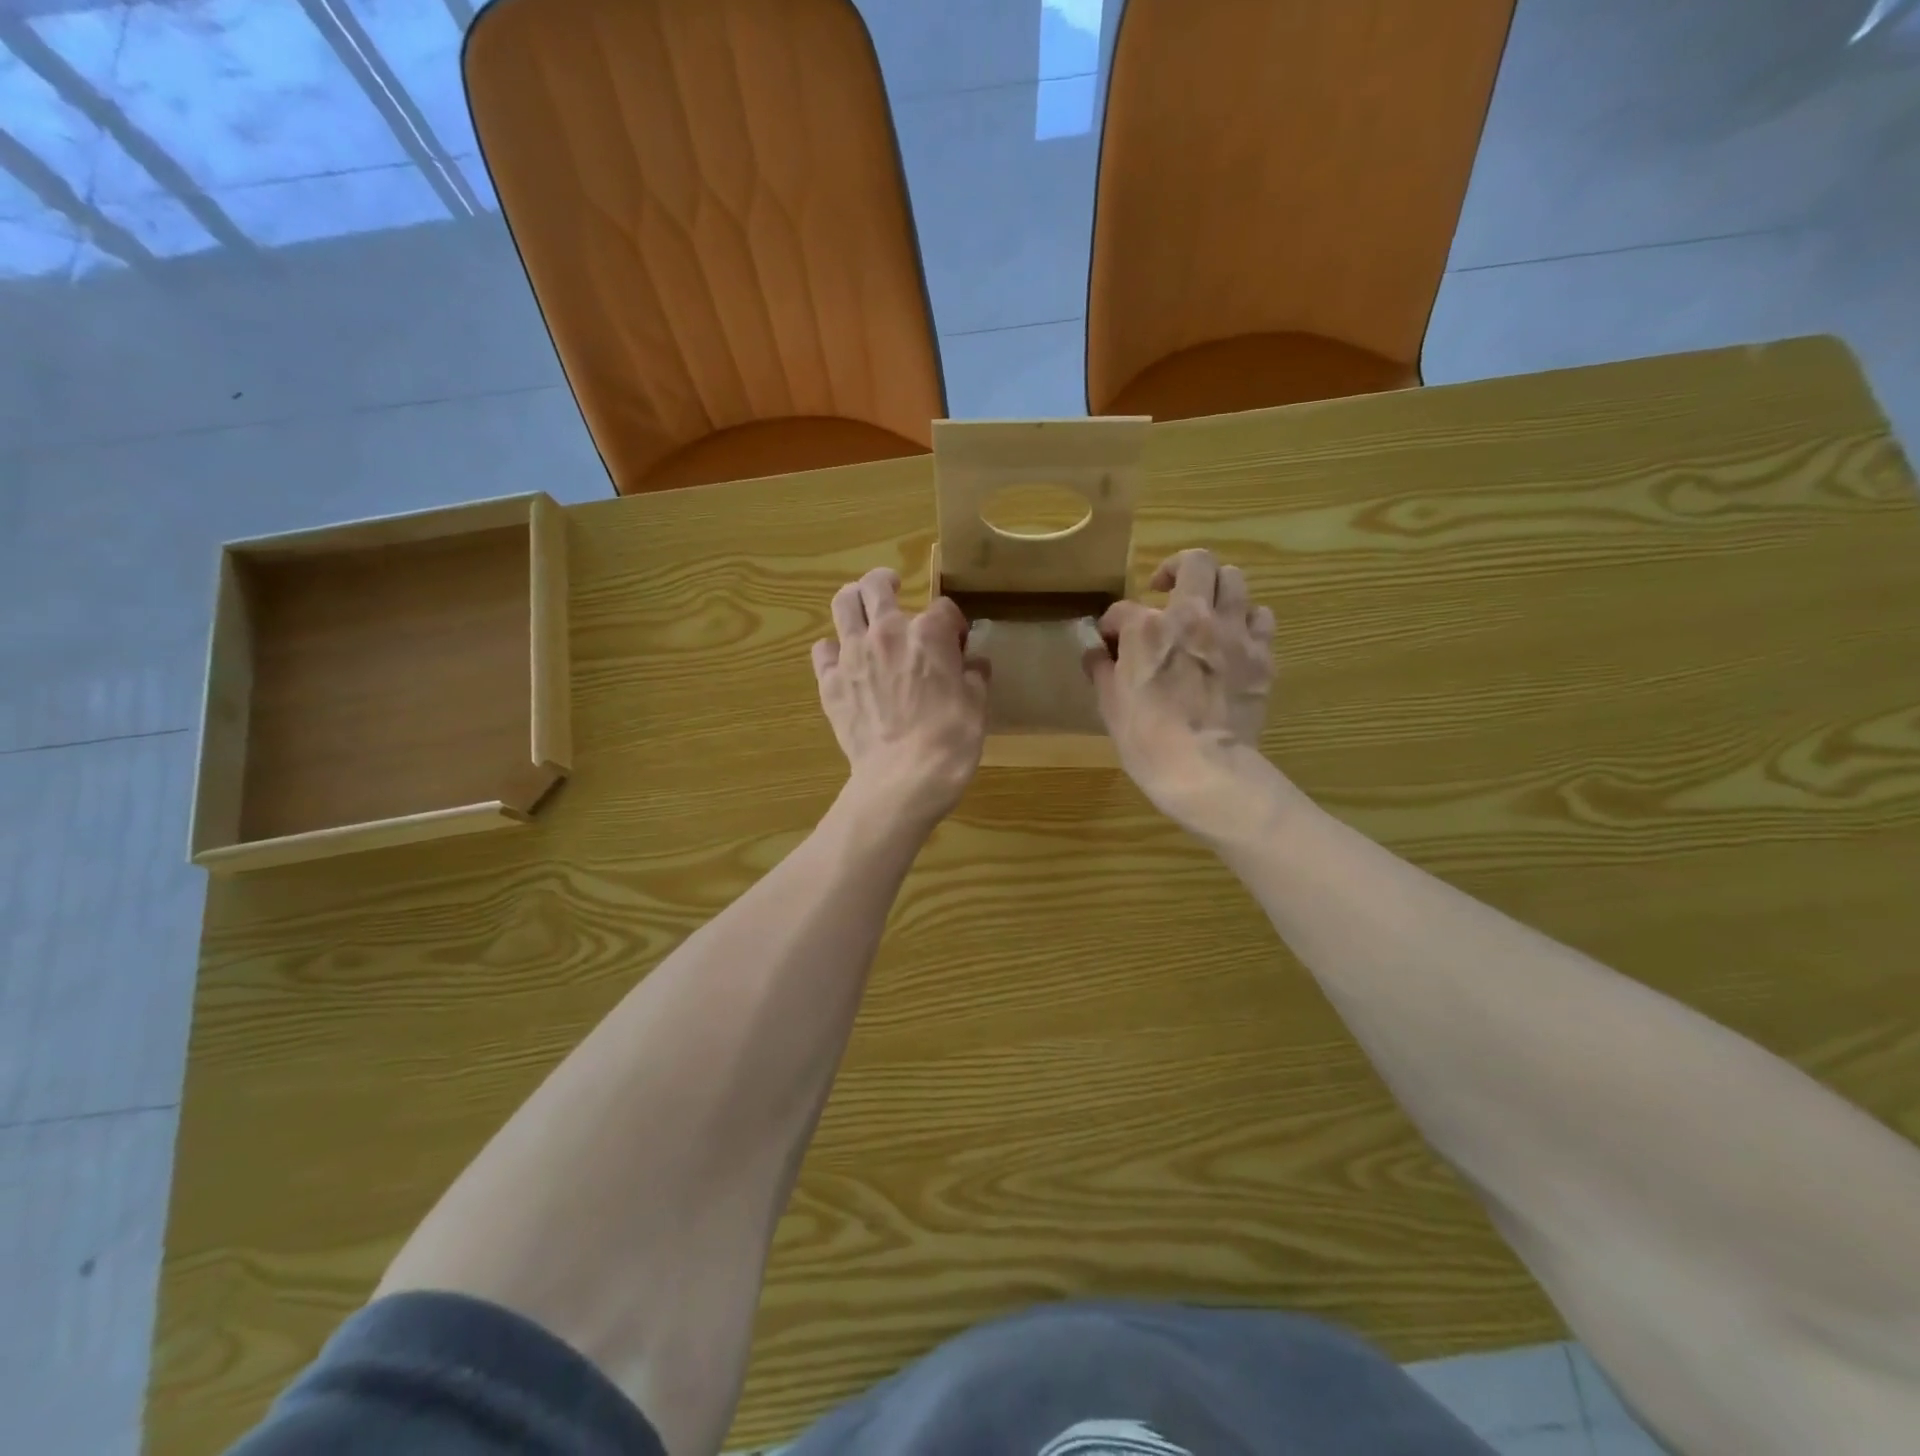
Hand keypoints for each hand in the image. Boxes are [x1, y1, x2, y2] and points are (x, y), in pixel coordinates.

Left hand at [813, 567, 989, 829]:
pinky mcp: (830, 682)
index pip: (943, 609)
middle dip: (887, 582)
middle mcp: (887, 633)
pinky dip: (832, 649)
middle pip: (877, 585)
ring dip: (853, 599)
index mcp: (929, 634)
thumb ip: (974, 677)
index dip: (952, 623)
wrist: (904, 777)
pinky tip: (843, 660)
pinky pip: (822, 650)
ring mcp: (853, 655)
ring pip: (843, 604)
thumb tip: (973, 664)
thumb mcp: (977, 706)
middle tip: (893, 588)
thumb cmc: (950, 740)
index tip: (957, 641)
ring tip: (861, 607)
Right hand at [1083, 549, 1281, 840]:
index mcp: (1147, 627)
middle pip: (1196, 562)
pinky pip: (1261, 617)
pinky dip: (1247, 620)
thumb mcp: (1109, 705)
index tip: (1110, 642)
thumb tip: (1097, 654)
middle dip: (1177, 569)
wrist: (1203, 768)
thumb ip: (1103, 670)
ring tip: (1205, 610)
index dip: (1112, 624)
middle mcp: (1194, 616)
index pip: (1122, 609)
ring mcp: (1233, 633)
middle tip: (1166, 591)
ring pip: (1234, 579)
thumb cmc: (1146, 738)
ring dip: (1216, 588)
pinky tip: (1234, 638)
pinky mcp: (1261, 655)